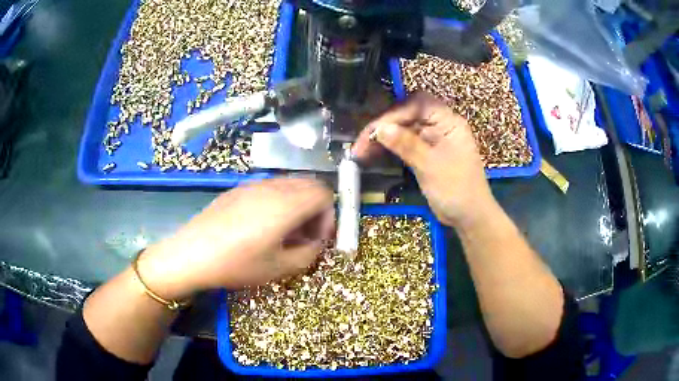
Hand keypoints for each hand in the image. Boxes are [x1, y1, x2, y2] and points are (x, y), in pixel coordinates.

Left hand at [137, 178, 334, 299]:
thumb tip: (316, 242)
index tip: (317, 238)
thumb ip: (309, 253)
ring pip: (289, 185)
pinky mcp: (238, 189)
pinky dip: (279, 202)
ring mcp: (253, 185)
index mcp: (287, 204)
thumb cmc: (237, 263)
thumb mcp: (280, 268)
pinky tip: (262, 226)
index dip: (329, 216)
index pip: (324, 194)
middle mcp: (272, 187)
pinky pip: (269, 188)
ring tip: (284, 232)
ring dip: (297, 205)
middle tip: (304, 235)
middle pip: (309, 185)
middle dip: (315, 209)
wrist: (192, 254)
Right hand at [353, 92, 494, 227]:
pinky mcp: (425, 154)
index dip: (394, 114)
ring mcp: (432, 140)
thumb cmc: (457, 189)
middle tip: (362, 144)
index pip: (417, 105)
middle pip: (407, 116)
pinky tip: (373, 155)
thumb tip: (381, 128)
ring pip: (402, 131)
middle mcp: (439, 126)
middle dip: (383, 127)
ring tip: (361, 152)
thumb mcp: (431, 166)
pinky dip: (389, 149)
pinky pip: (404, 146)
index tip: (376, 130)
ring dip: (383, 139)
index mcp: (448, 122)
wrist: (469, 217)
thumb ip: (406, 144)